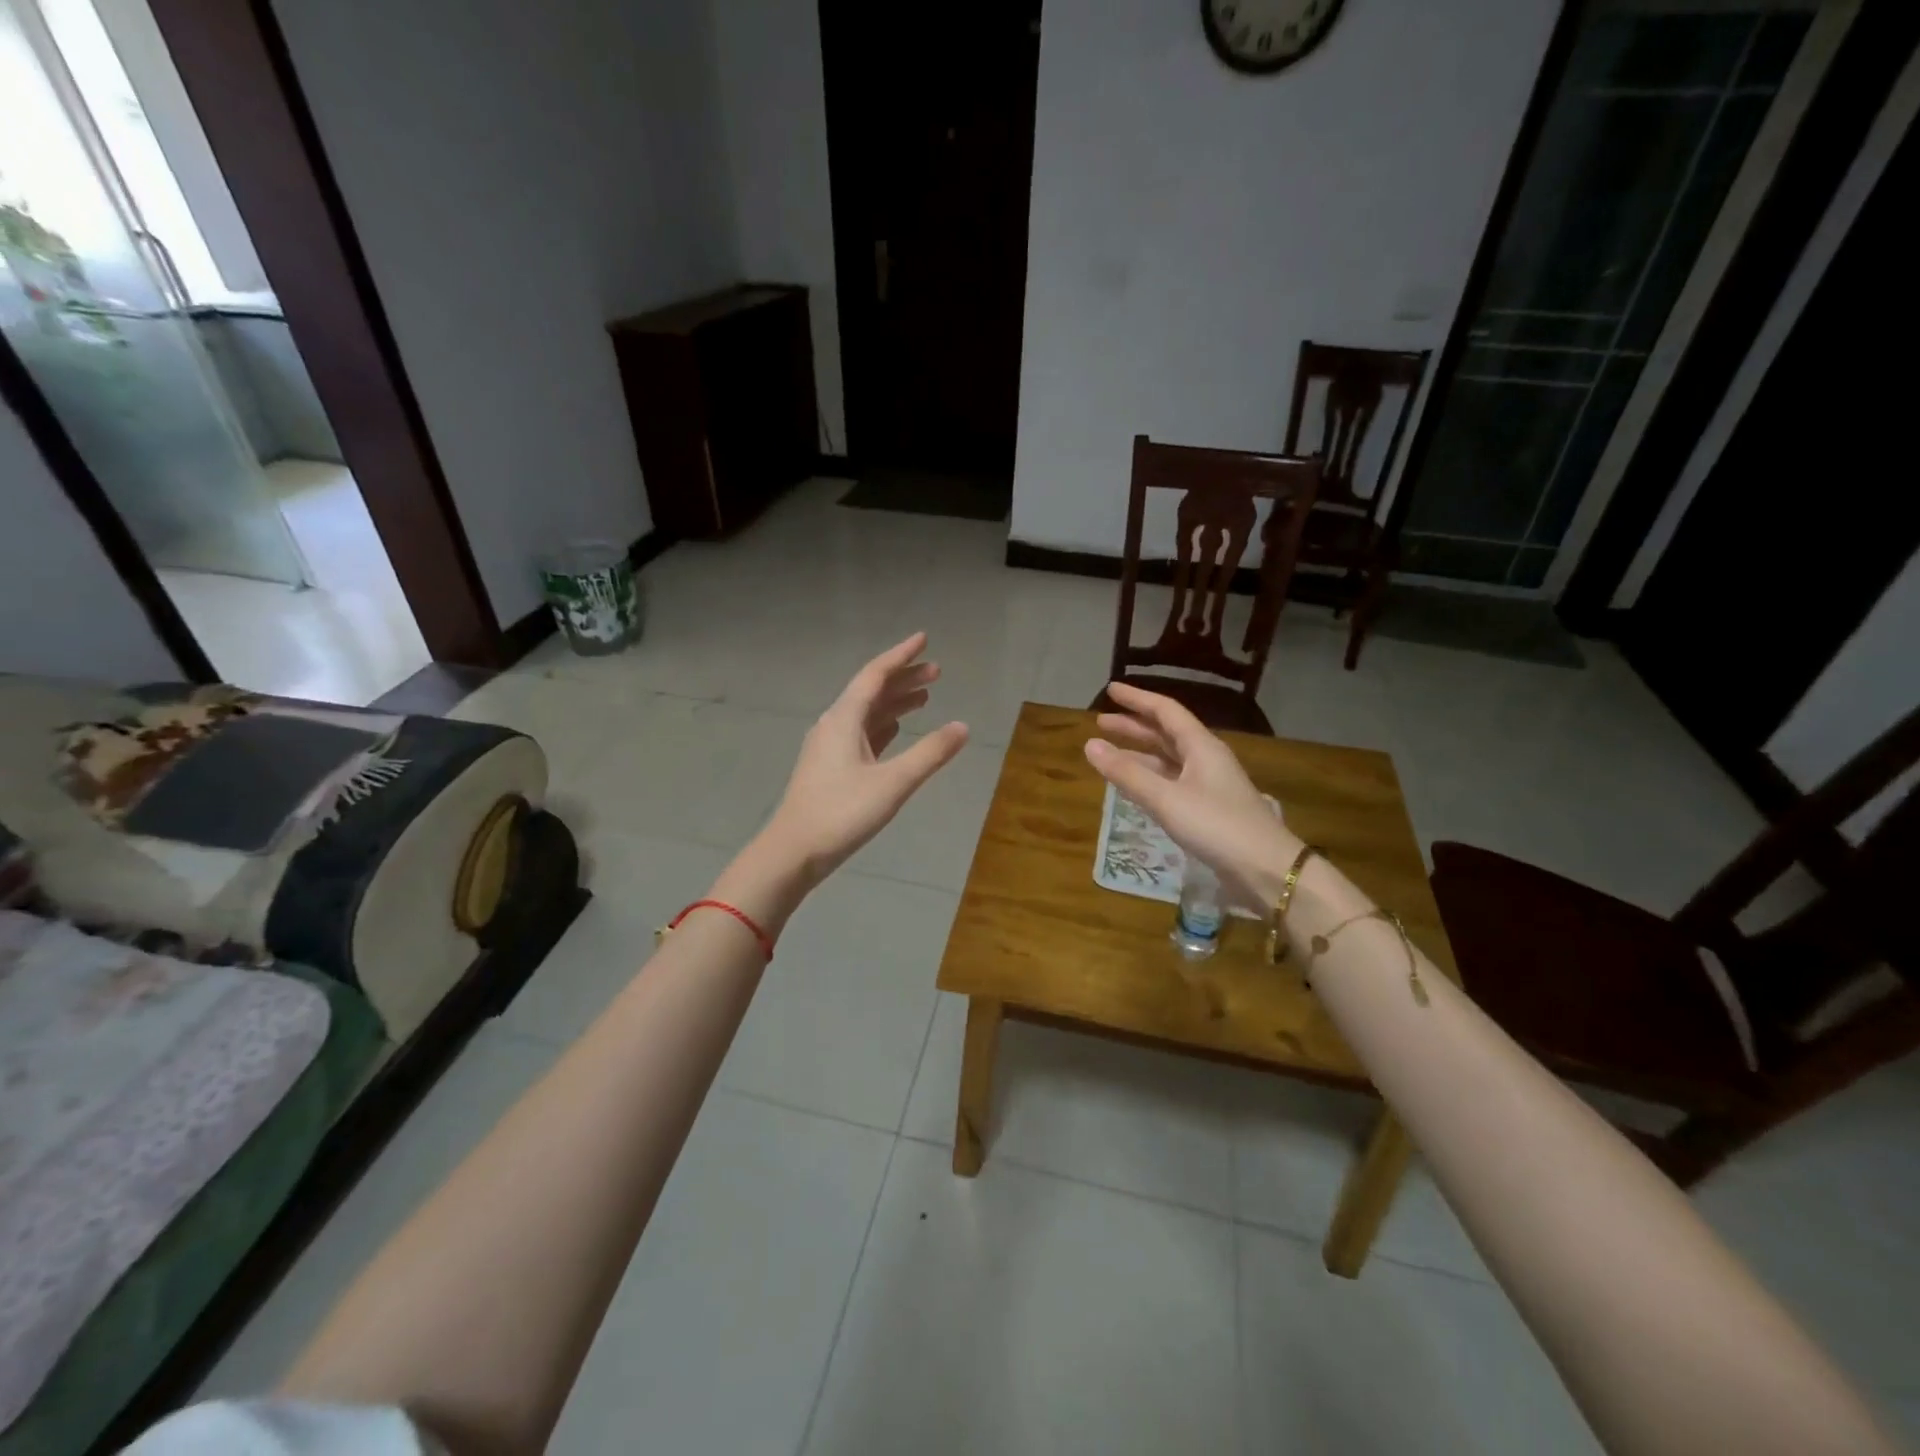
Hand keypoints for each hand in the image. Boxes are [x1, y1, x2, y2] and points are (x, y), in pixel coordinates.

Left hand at [761, 632, 968, 883]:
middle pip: (871, 691)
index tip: (924, 639)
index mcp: (844, 719)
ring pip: (866, 714)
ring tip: (925, 698)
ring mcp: (828, 747)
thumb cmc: (842, 813)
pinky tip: (896, 731)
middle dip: (904, 679)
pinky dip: (882, 726)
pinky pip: (861, 734)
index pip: (875, 675)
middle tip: (937, 671)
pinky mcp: (829, 768)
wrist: (793, 852)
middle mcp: (834, 725)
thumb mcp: (893, 783)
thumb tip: (963, 726)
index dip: (901, 656)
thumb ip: (930, 753)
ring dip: (895, 703)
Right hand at [1084, 681, 1300, 909]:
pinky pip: (1173, 781)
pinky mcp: (1209, 808)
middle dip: (1134, 726)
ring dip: (1140, 753)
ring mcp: (1210, 784)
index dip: (1137, 699)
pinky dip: (1150, 777)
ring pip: (1169, 759)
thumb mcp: (1166, 798)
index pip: (1165, 711)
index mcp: (1201, 746)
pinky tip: (1136, 786)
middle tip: (1102, 722)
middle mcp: (1206, 758)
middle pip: (1166, 733)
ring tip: (1110, 754)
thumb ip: (1127, 773)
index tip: (1111, 690)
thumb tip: (1089, 745)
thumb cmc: (1216, 826)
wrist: (1265, 868)